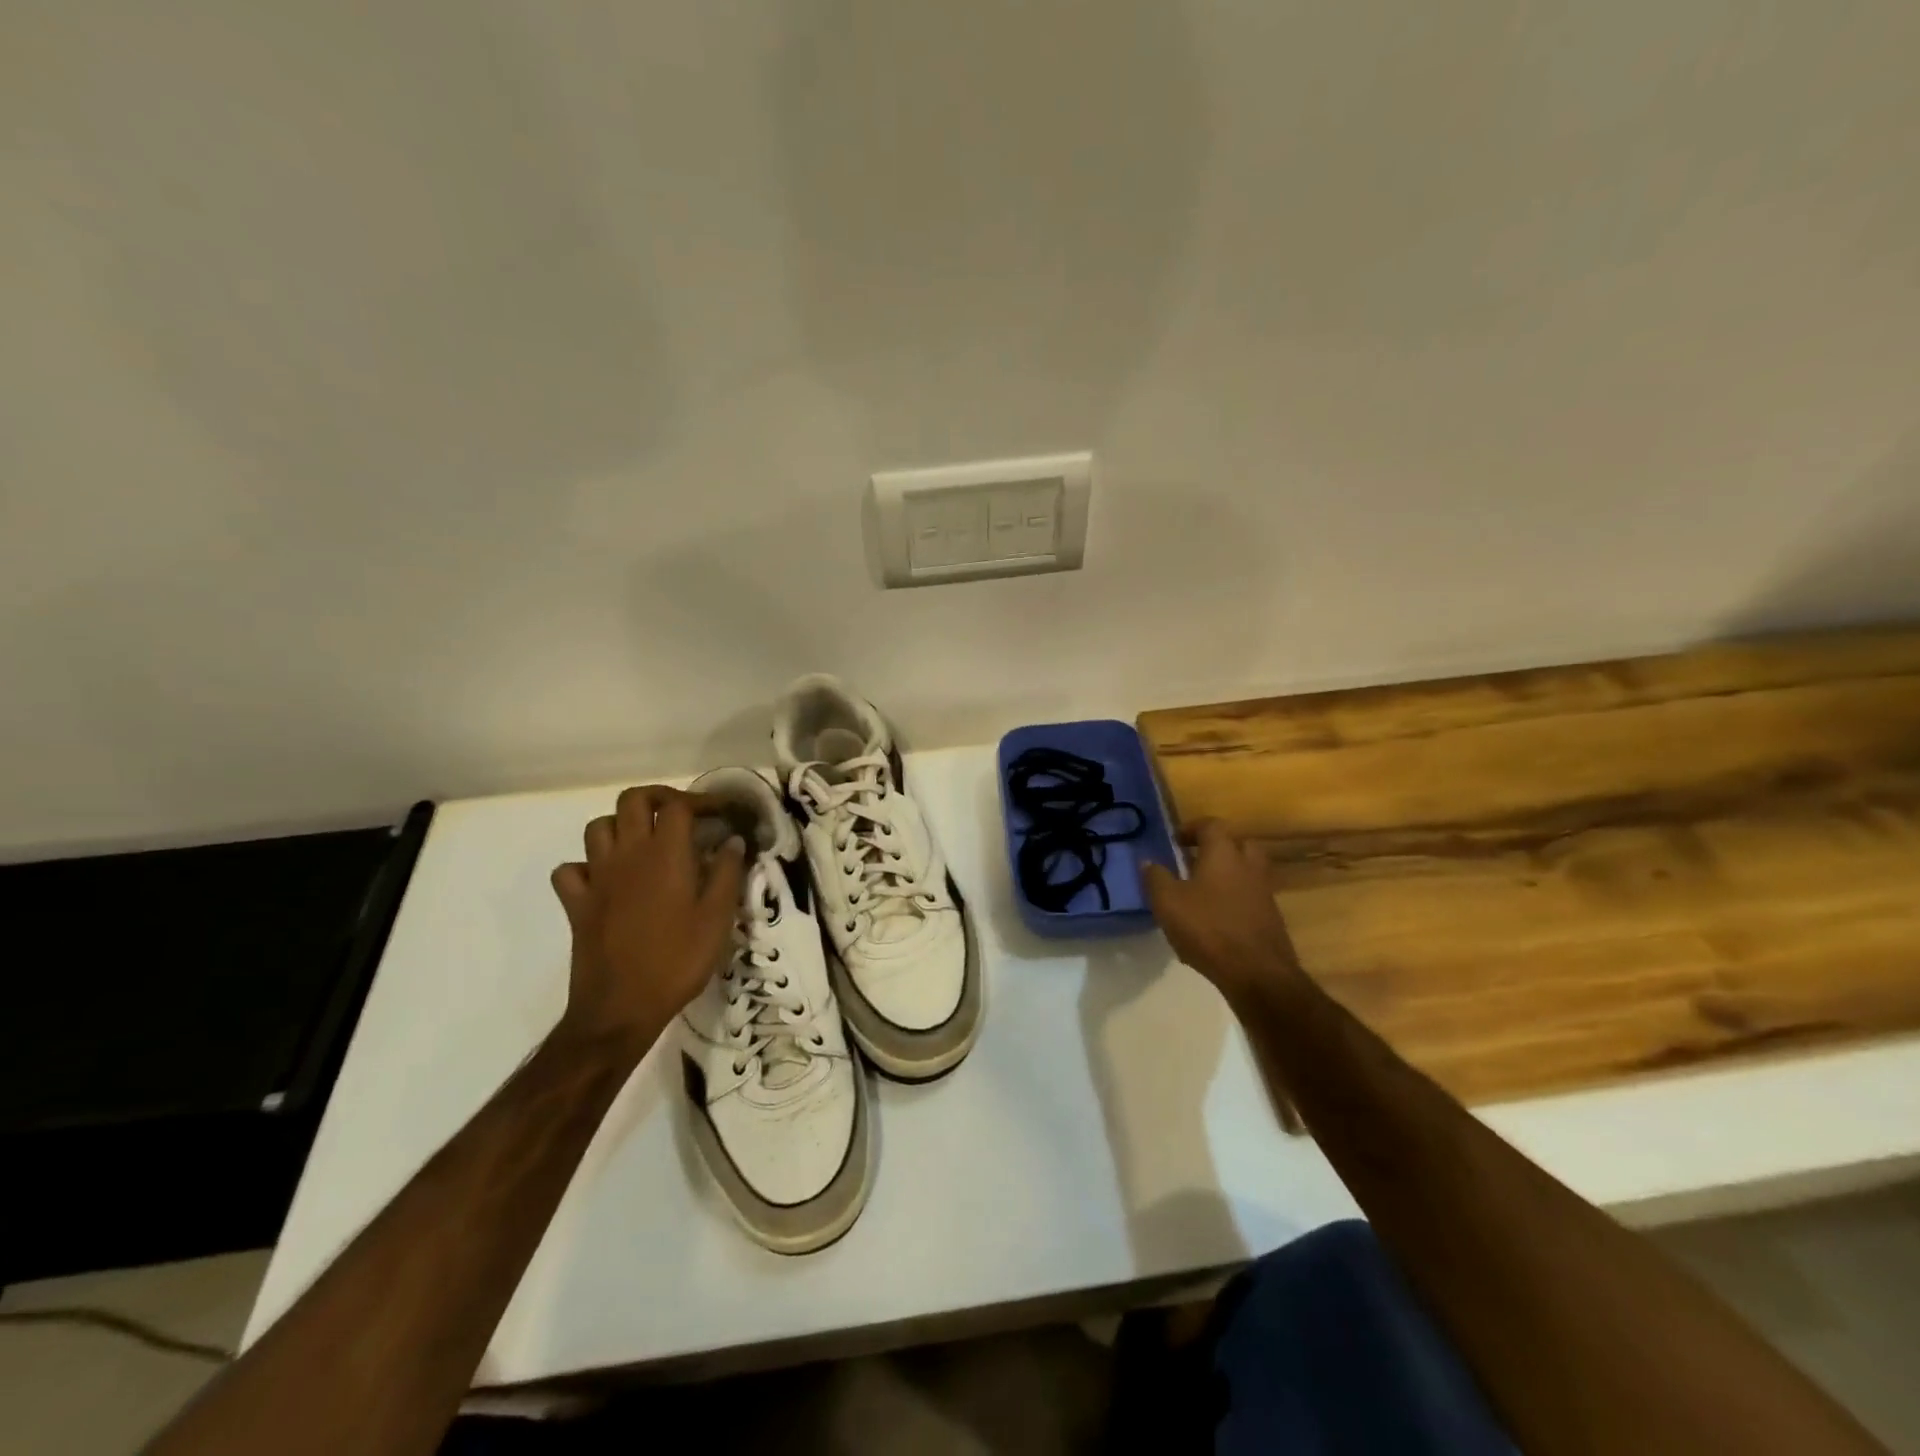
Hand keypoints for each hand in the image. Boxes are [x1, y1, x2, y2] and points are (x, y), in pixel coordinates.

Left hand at [549, 785, 745, 1063]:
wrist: (620, 1009)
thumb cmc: (678, 960)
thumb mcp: (718, 918)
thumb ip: (728, 873)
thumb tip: (734, 841)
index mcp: (665, 853)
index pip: (678, 805)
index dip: (702, 801)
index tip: (722, 814)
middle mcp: (627, 854)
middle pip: (633, 800)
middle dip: (659, 799)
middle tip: (682, 816)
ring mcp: (597, 878)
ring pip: (598, 827)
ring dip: (622, 826)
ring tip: (645, 843)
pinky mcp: (577, 904)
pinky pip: (571, 870)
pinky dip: (586, 866)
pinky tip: (607, 879)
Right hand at [1143, 820, 1303, 1003]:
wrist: (1258, 974)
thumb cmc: (1208, 929)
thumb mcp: (1168, 903)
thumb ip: (1156, 878)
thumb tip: (1148, 862)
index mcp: (1224, 854)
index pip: (1211, 825)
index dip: (1192, 828)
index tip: (1176, 841)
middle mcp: (1249, 866)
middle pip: (1238, 844)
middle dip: (1217, 848)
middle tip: (1195, 861)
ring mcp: (1264, 892)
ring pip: (1247, 872)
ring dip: (1227, 875)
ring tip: (1203, 892)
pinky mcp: (1271, 918)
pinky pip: (1251, 897)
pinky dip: (1235, 900)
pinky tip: (1216, 920)